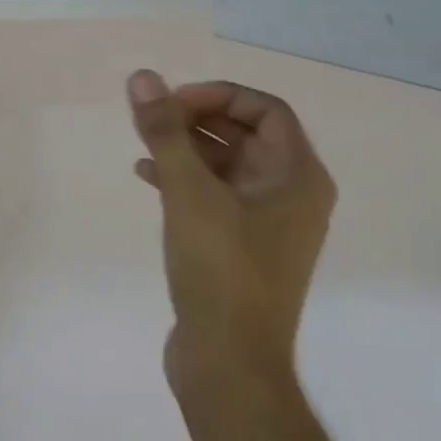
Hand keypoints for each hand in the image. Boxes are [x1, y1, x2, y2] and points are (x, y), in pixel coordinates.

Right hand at [127, 71, 336, 392]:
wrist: (228, 362)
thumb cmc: (220, 271)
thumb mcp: (189, 194)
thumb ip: (165, 133)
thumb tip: (143, 78)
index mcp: (297, 177)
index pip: (266, 110)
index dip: (218, 96)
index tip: (172, 102)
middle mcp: (290, 196)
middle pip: (246, 136)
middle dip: (197, 120)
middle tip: (151, 120)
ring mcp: (267, 226)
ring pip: (227, 167)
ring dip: (187, 149)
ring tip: (143, 143)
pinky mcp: (240, 249)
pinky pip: (215, 198)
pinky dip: (184, 182)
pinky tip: (147, 178)